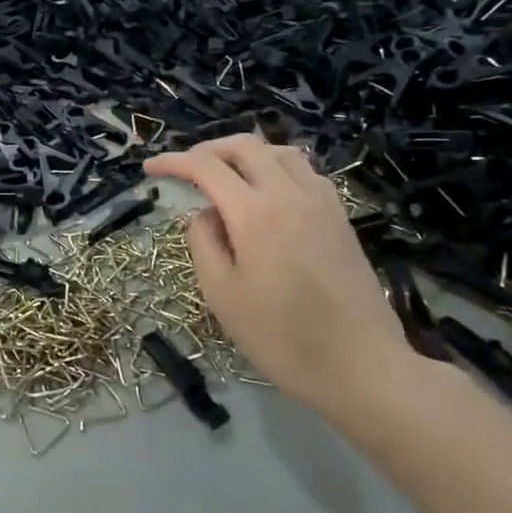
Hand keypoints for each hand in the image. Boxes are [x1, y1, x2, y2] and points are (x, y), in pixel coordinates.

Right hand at [144, 136, 420, 419]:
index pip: (206, 167)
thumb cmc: (282, 337)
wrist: (361, 366)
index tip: (151, 169)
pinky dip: (277, 167)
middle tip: (186, 169)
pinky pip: (305, 171)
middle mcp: (289, 194)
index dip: (174, 162)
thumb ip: (203, 243)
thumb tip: (203, 213)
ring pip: (279, 152)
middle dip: (208, 149)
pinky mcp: (340, 217)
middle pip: (244, 146)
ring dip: (246, 154)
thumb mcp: (222, 295)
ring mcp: (321, 202)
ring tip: (227, 175)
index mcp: (254, 212)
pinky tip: (270, 193)